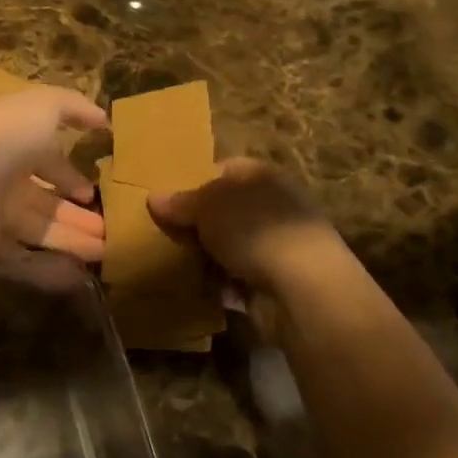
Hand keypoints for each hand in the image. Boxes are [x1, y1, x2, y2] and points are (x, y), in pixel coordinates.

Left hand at [0, 87, 108, 263]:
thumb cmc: (2, 136)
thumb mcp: (41, 107)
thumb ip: (72, 107)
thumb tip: (101, 118)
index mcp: (11, 142)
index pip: (44, 159)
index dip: (69, 174)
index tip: (93, 191)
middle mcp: (0, 178)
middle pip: (43, 199)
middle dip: (75, 212)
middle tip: (107, 229)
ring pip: (38, 229)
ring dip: (72, 239)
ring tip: (105, 250)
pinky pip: (22, 259)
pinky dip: (49, 269)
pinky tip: (78, 275)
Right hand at [147, 158, 341, 288]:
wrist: (303, 287)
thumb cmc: (254, 229)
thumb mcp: (208, 206)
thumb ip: (180, 202)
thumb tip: (154, 197)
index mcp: (262, 176)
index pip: (223, 169)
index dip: (195, 181)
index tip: (168, 200)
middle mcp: (273, 205)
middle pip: (225, 210)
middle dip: (197, 223)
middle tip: (164, 233)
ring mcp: (278, 244)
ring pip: (230, 245)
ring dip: (207, 255)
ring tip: (174, 262)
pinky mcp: (277, 280)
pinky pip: (238, 276)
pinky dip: (221, 283)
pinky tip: (199, 288)